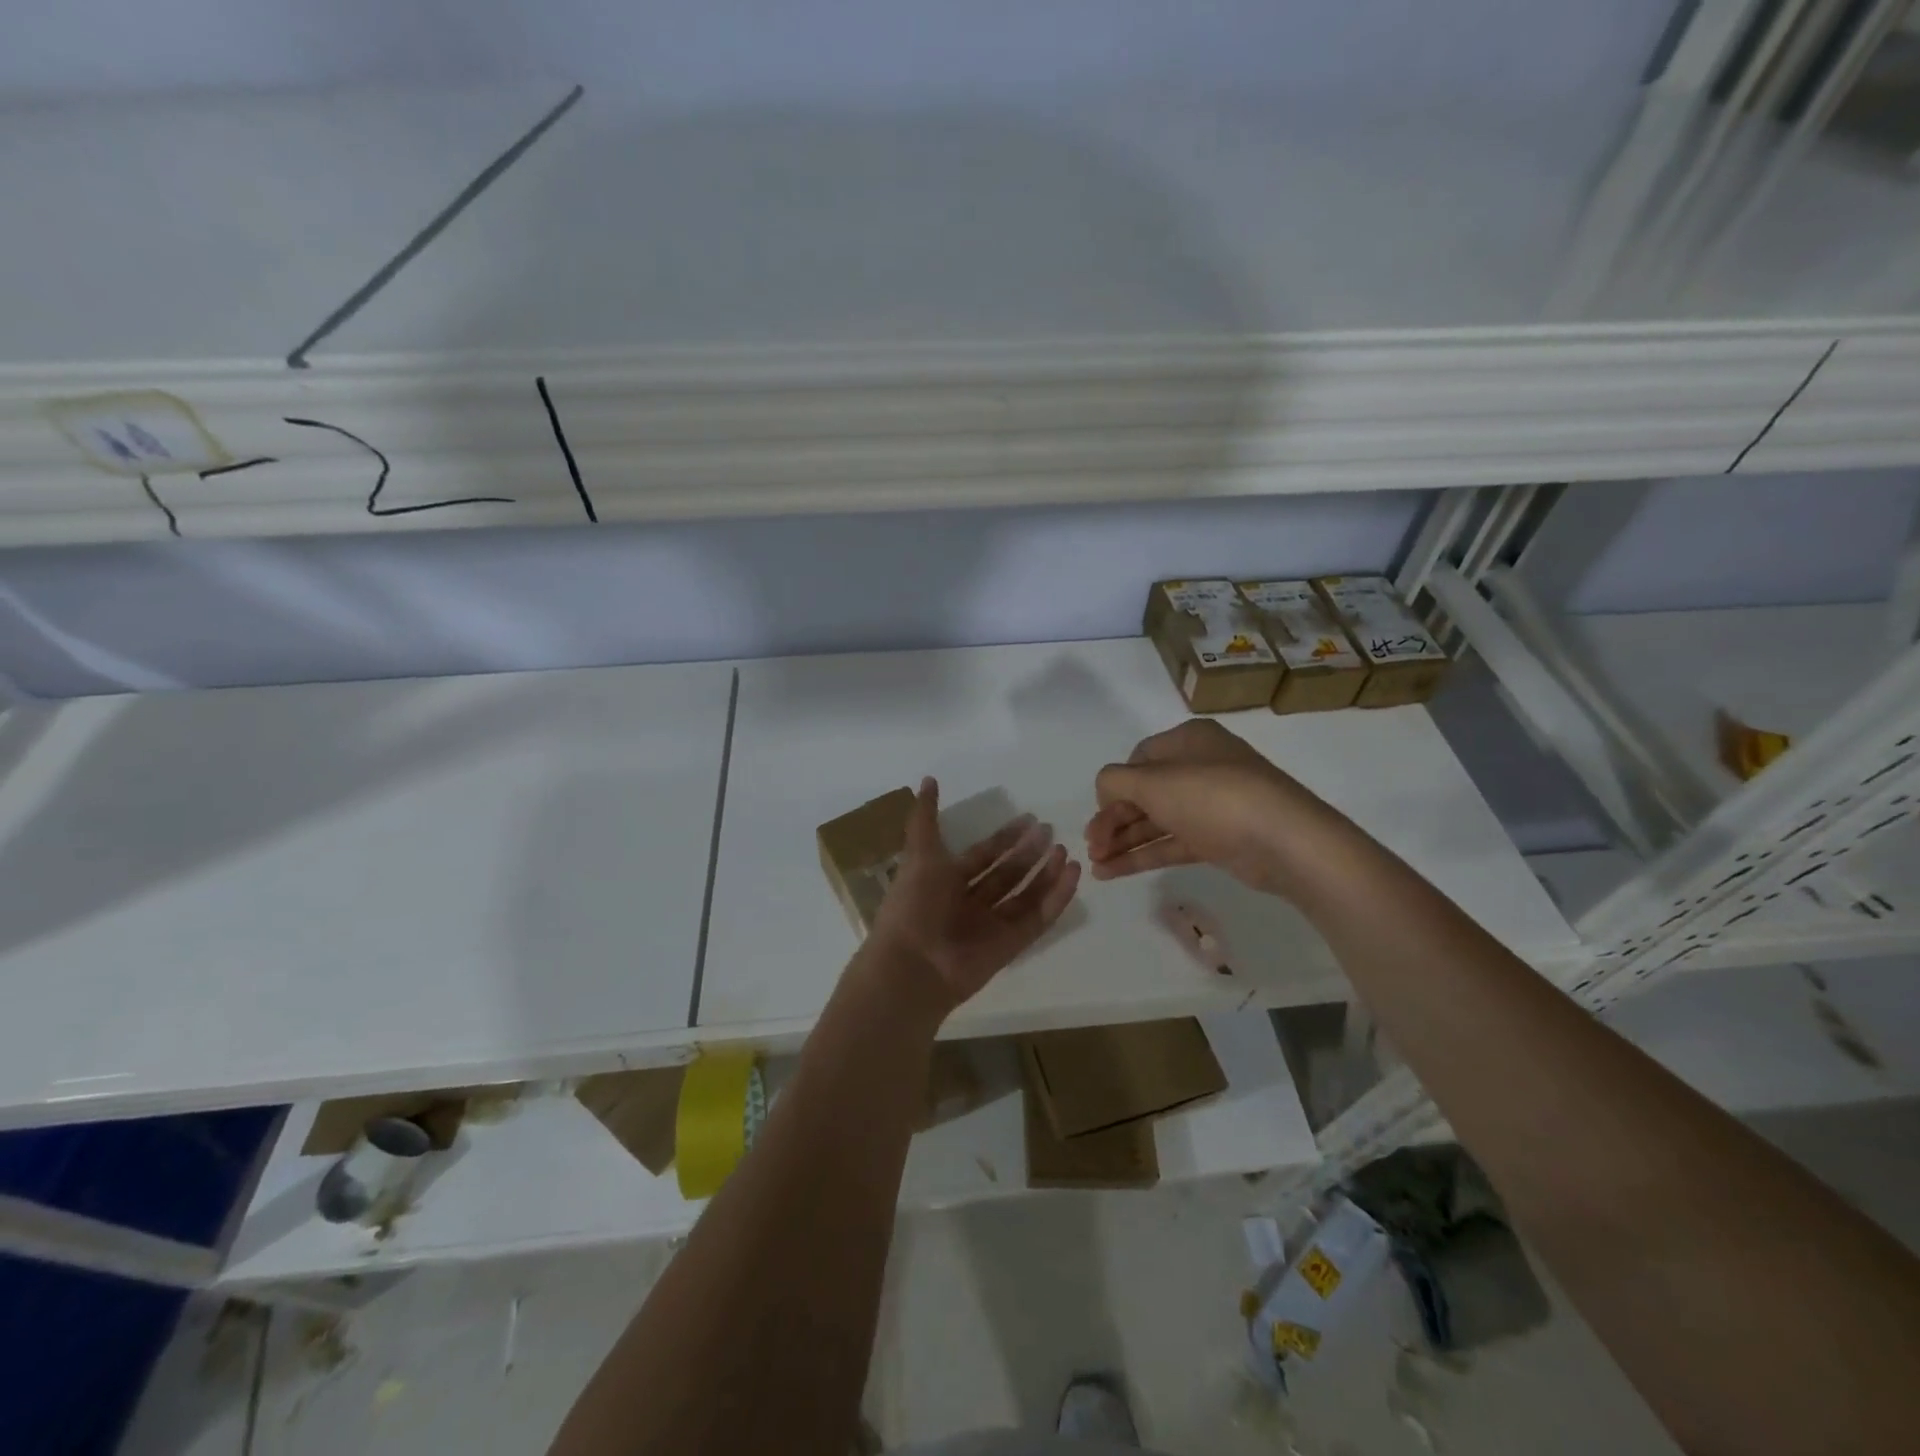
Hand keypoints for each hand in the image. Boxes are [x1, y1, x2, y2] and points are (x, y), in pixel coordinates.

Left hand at [866, 778, 1081, 1016]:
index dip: (1004, 838)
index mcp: (946, 881)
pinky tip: (1072, 874)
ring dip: (1046, 873)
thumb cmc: (915, 904)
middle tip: (1050, 830)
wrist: (914, 964)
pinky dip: (1056, 897)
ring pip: (1025, 894)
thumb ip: (924, 818)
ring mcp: (992, 925)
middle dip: (1028, 852)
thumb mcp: (919, 853)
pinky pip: (1038, 918)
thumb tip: (926, 780)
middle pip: (1006, 874)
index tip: (1029, 818)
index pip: (982, 855)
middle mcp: (970, 902)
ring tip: (1066, 850)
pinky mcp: (1012, 944)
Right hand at [1083, 719, 1342, 894]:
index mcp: (1188, 740)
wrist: (1284, 841)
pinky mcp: (1219, 839)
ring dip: (1123, 841)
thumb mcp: (1153, 781)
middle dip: (1113, 819)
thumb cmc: (1212, 797)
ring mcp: (1212, 805)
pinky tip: (1112, 873)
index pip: (1138, 759)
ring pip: (1156, 821)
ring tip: (1095, 865)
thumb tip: (1105, 790)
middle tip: (1091, 846)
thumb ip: (1116, 781)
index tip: (1098, 813)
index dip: (1113, 787)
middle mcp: (1200, 767)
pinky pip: (1172, 843)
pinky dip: (1143, 856)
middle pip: (1144, 792)